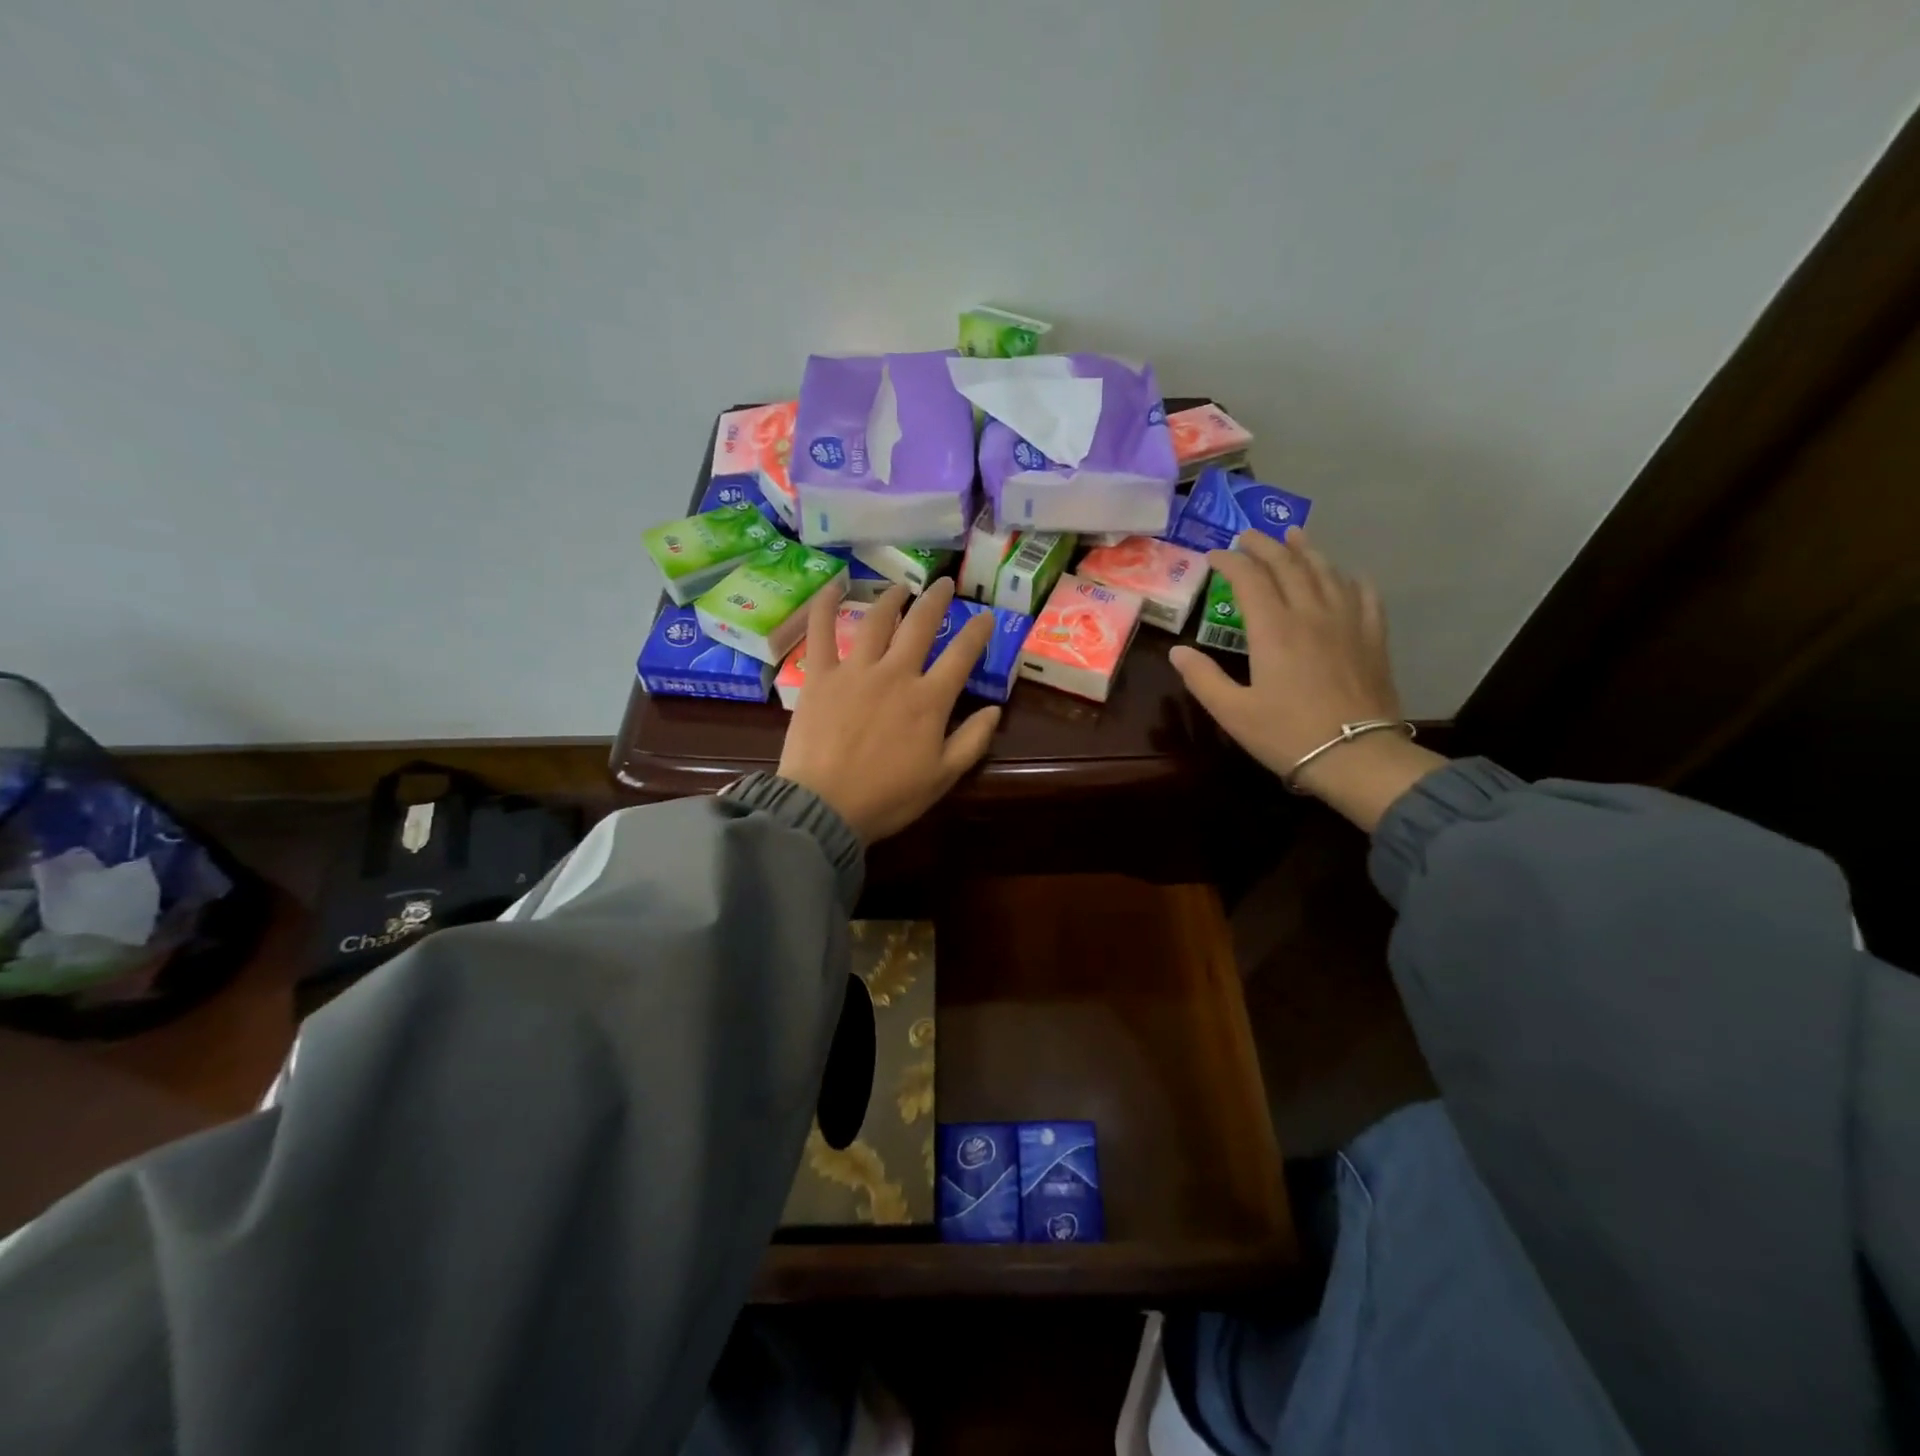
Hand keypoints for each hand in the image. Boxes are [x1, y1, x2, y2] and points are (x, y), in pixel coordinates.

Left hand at [778, 578, 1001, 842]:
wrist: (825, 807)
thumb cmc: (888, 797)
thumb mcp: (942, 777)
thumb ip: (972, 741)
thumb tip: (995, 709)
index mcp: (929, 699)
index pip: (961, 655)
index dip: (977, 632)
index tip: (986, 616)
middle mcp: (895, 673)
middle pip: (921, 625)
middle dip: (937, 600)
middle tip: (944, 584)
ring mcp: (855, 670)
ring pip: (877, 620)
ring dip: (892, 598)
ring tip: (901, 588)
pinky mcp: (820, 675)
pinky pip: (822, 632)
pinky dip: (827, 605)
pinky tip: (834, 586)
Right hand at [1169, 529, 1447, 831]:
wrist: (1356, 756)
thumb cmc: (1287, 735)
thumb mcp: (1232, 712)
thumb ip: (1202, 678)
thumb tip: (1177, 651)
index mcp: (1273, 629)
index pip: (1249, 578)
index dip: (1230, 561)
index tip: (1214, 556)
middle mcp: (1310, 613)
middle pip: (1288, 564)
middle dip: (1265, 546)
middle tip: (1248, 536)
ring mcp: (1347, 621)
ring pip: (1326, 571)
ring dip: (1306, 550)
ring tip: (1294, 535)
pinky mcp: (1372, 637)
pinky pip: (1363, 594)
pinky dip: (1349, 578)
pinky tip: (1345, 575)